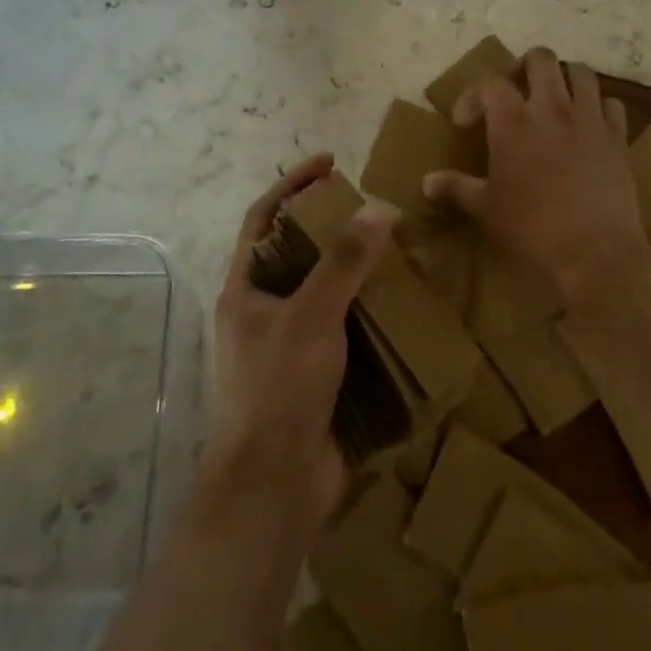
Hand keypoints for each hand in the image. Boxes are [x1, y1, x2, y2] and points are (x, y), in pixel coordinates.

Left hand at [203, 153, 394, 530]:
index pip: (264, 219)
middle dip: (334, 227)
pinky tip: (404, 302)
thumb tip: (378, 210)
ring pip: (328, 290)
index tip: (331, 164)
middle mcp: (265, 311)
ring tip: (398, 250)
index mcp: (246, 290)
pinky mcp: (321, 372)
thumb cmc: (280, 390)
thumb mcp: (310, 317)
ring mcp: (293, 344)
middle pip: (299, 252)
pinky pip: (349, 327)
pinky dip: (373, 311)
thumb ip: (342, 263)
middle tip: (376, 210)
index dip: (293, 186)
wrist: (277, 487)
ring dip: (359, 270)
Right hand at [422, 47, 650, 305]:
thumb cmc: (532, 230)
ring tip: (556, 100)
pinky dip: (599, 107)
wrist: (595, 253)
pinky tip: (590, 126)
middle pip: (541, 59)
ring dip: (565, 78)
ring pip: (581, 72)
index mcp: (512, 121)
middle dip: (526, 67)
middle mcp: (552, 108)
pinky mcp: (618, 137)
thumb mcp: (486, 210)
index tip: (466, 121)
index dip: (472, 95)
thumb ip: (456, 188)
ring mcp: (589, 119)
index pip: (489, 83)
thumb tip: (426, 182)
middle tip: (518, 93)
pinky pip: (612, 104)